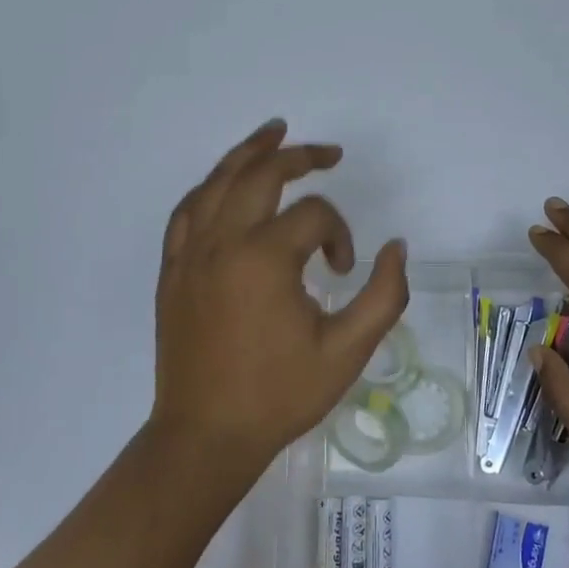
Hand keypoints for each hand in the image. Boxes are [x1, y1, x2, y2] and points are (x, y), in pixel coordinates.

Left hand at [150, 120, 408, 475]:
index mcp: (265, 258)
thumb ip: (385, 295)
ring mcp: (190, 253)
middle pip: (261, 175)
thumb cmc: (279, 395)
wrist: (206, 435)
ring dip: (248, 153)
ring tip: (274, 132)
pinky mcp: (172, 269)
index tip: (343, 270)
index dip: (339, 234)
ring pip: (217, 182)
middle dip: (299, 157)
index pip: (314, 215)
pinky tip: (223, 183)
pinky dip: (209, 187)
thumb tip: (396, 247)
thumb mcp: (347, 351)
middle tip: (328, 153)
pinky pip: (187, 211)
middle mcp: (223, 242)